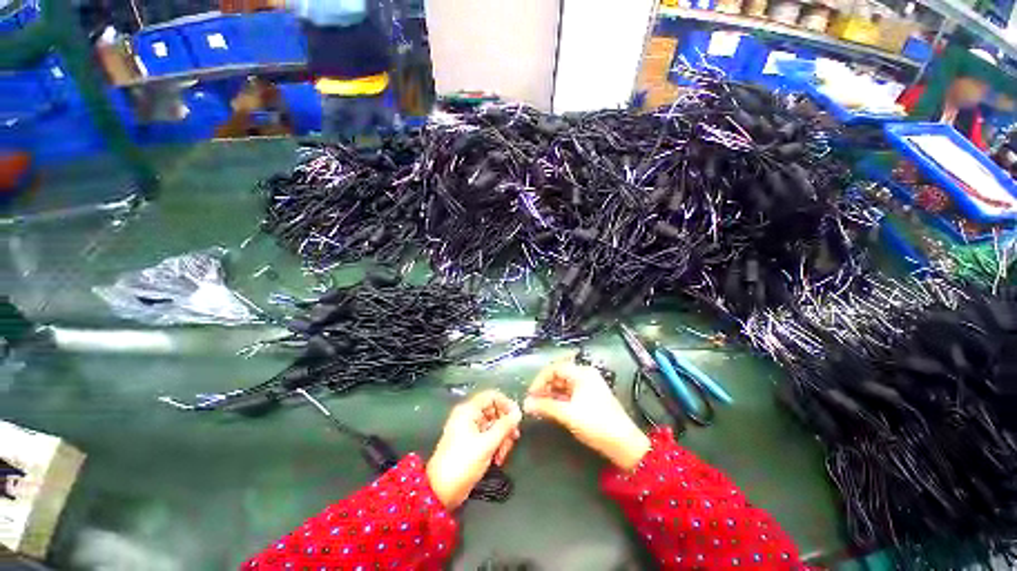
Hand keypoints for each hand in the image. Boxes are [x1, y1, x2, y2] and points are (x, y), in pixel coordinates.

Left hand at [426, 390, 521, 509]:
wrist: (441, 491)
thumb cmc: (463, 462)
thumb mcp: (487, 444)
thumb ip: (505, 426)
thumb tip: (519, 413)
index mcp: (469, 410)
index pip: (492, 396)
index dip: (506, 404)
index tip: (517, 418)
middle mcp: (469, 415)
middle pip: (494, 411)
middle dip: (505, 425)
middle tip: (514, 439)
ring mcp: (470, 429)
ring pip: (493, 425)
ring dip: (502, 438)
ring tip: (503, 455)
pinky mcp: (471, 443)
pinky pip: (488, 436)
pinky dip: (495, 445)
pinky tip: (498, 459)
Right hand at [524, 361, 649, 470]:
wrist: (624, 444)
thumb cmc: (597, 424)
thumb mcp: (568, 414)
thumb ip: (545, 406)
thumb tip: (526, 403)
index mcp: (582, 373)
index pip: (554, 368)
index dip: (540, 379)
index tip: (531, 394)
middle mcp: (585, 376)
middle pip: (558, 375)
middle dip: (544, 387)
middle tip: (533, 400)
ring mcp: (588, 387)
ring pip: (563, 385)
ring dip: (550, 394)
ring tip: (540, 406)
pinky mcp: (590, 398)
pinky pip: (569, 394)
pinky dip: (559, 400)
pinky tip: (551, 409)